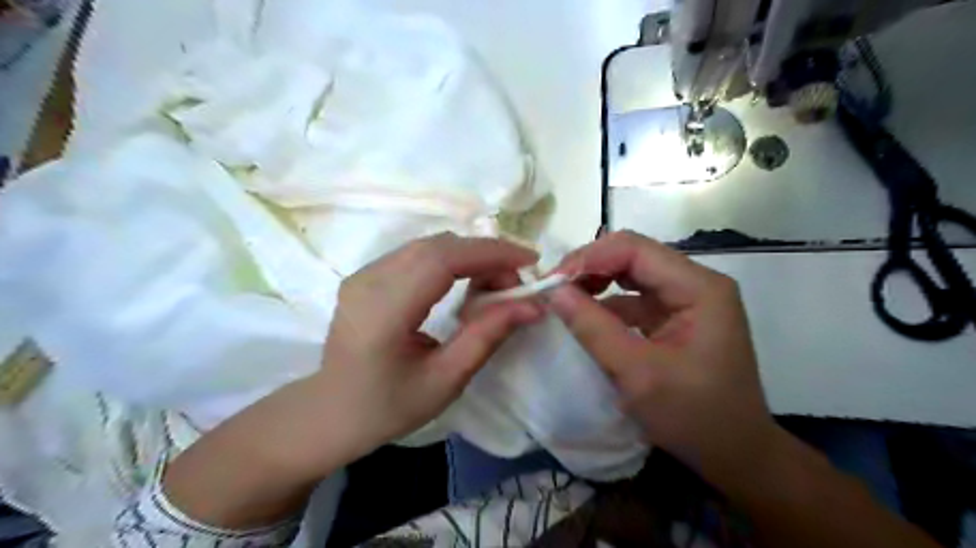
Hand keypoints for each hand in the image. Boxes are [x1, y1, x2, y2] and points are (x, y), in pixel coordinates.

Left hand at [307, 231, 540, 461]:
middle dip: (485, 255)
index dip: (489, 253)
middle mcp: (368, 281)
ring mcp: (363, 274)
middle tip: (515, 283)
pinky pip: (417, 254)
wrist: (330, 413)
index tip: (529, 262)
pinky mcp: (366, 275)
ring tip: (495, 284)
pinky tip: (465, 283)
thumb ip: (487, 336)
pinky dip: (451, 261)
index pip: (441, 260)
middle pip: (437, 246)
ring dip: (469, 257)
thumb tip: (532, 305)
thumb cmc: (387, 407)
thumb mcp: (446, 380)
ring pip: (429, 246)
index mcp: (383, 312)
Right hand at [547, 231, 777, 483]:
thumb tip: (553, 291)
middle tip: (553, 288)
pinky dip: (607, 302)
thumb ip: (593, 328)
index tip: (553, 281)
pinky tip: (585, 315)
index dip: (590, 257)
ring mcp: (686, 299)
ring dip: (596, 282)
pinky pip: (635, 298)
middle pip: (633, 255)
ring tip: (563, 298)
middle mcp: (696, 283)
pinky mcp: (676, 316)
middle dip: (590, 267)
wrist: (736, 455)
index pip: (636, 249)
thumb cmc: (693, 417)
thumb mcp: (638, 374)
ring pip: (631, 274)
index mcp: (699, 288)